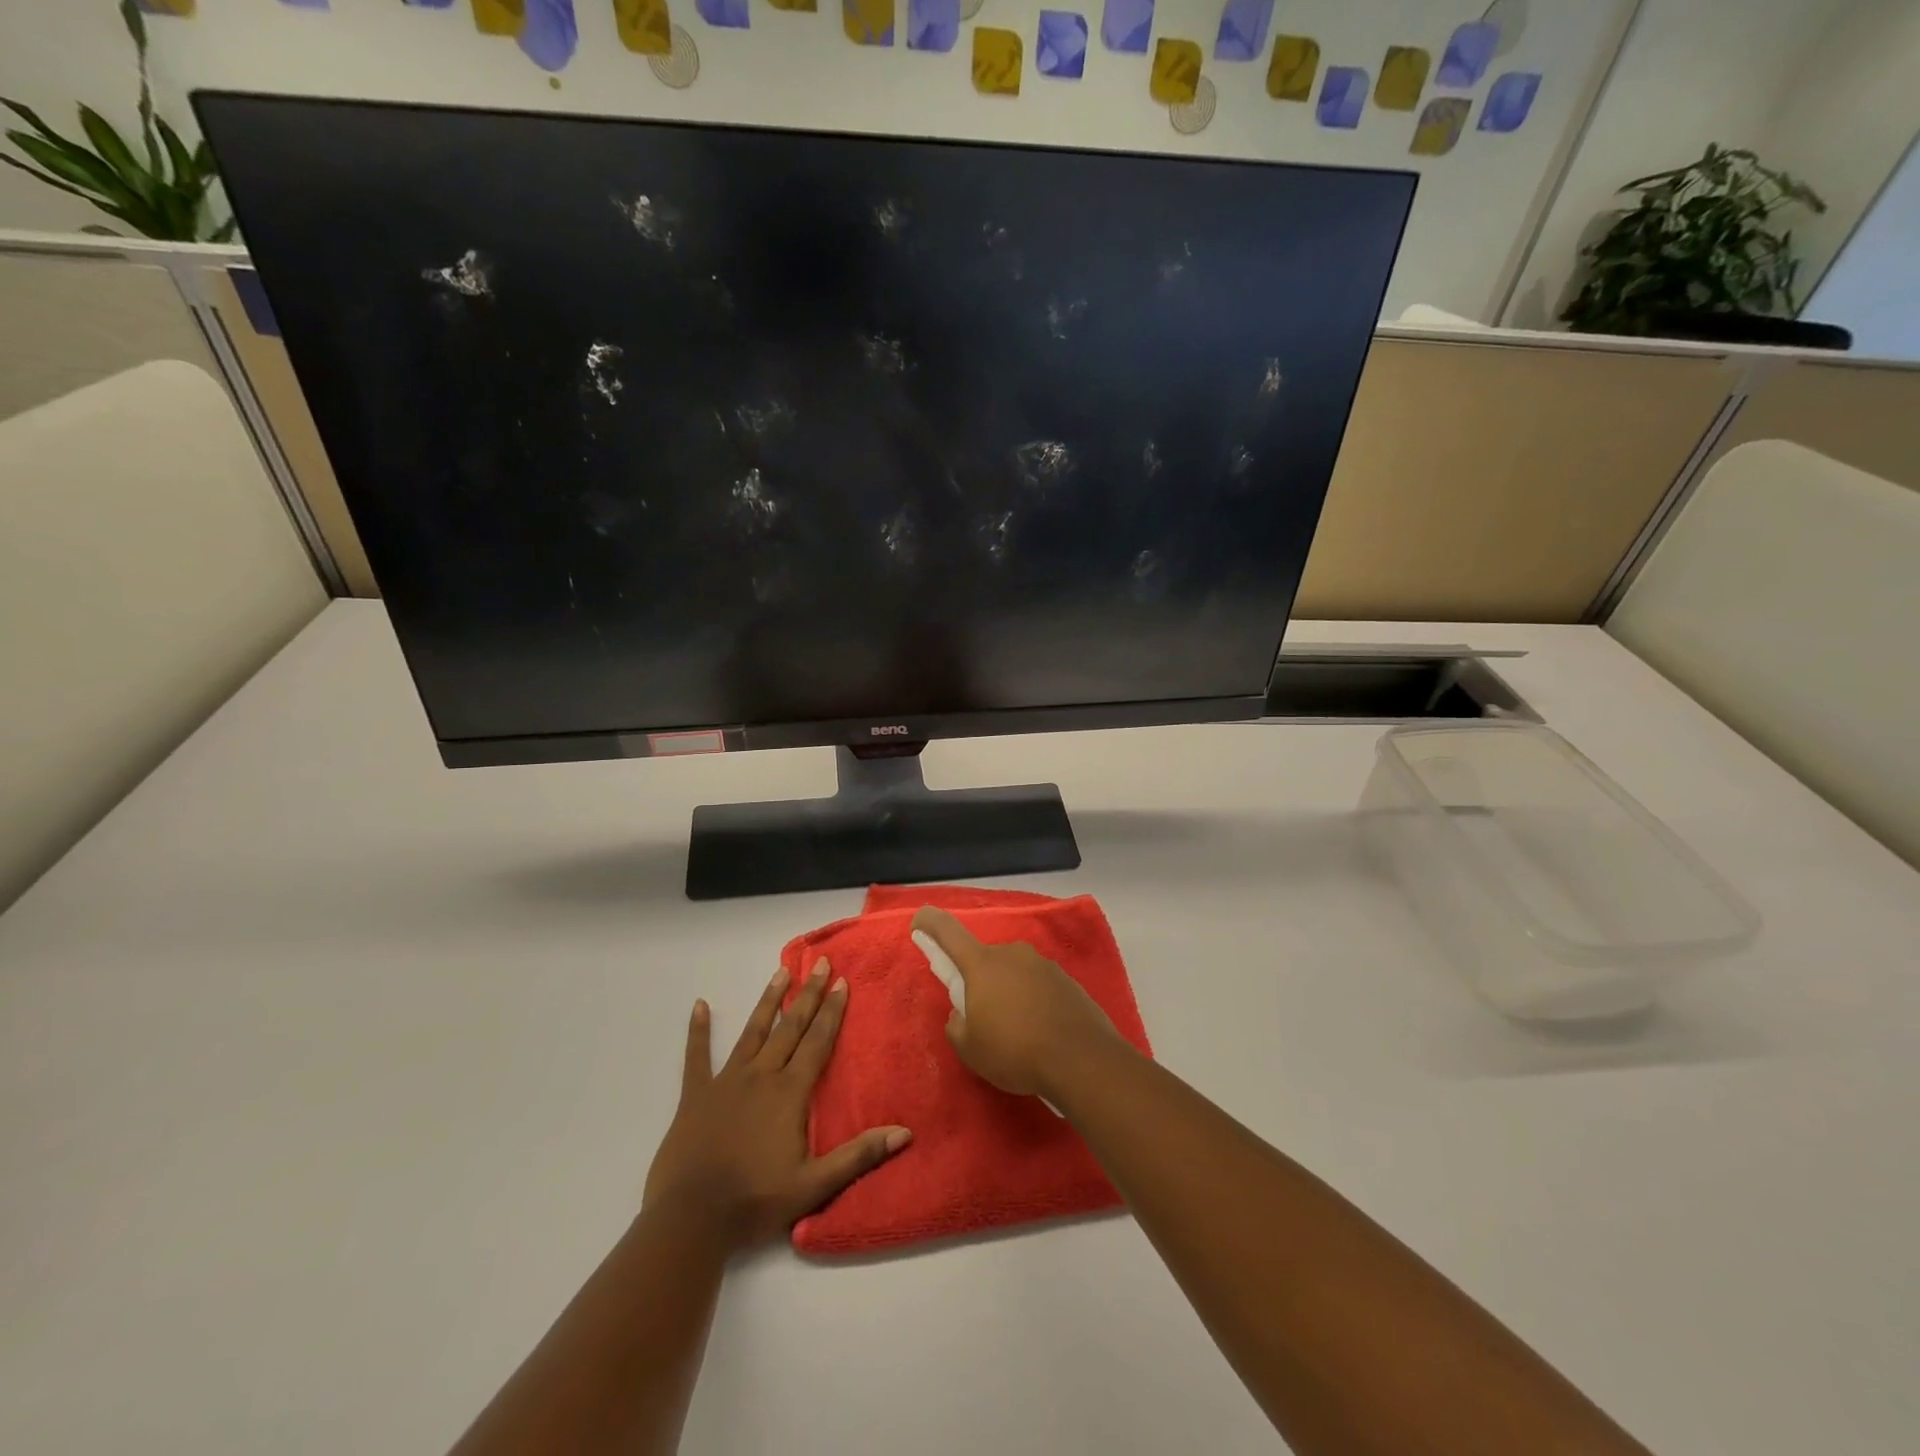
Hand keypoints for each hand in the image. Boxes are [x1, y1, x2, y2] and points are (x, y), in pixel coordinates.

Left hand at [643, 962, 910, 1252]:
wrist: (691, 1219)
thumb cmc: (755, 1201)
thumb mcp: (815, 1184)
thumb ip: (859, 1156)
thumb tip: (904, 1133)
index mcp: (789, 1092)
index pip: (817, 1042)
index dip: (832, 1011)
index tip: (842, 982)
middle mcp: (761, 1075)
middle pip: (790, 1027)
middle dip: (808, 994)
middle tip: (821, 964)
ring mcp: (726, 1081)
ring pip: (752, 1031)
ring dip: (768, 1001)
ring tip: (781, 972)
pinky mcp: (696, 1094)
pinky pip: (697, 1056)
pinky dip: (698, 1030)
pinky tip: (699, 1005)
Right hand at [912, 906, 1122, 1099]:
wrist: (1081, 1059)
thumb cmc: (1015, 1050)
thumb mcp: (970, 1049)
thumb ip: (957, 1025)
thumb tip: (962, 1014)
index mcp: (982, 964)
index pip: (948, 931)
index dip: (930, 923)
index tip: (919, 921)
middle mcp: (1012, 953)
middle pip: (984, 960)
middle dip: (979, 982)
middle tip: (983, 1019)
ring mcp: (1043, 964)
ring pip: (1014, 973)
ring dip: (1009, 993)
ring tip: (1017, 1033)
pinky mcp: (1067, 980)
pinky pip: (1039, 986)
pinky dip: (1034, 1002)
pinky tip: (1041, 1033)